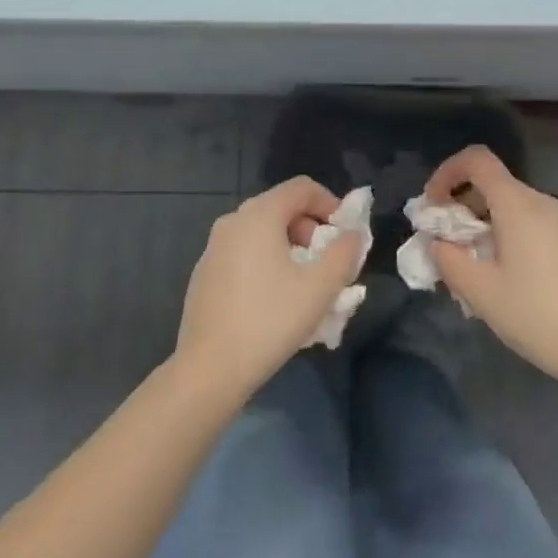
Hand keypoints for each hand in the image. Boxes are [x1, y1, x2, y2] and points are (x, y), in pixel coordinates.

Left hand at [175, 176, 362, 401]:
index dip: (330, 203)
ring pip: (262, 233)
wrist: (208, 370)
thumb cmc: (269, 321)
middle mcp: (233, 221)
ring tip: (305, 285)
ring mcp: (214, 247)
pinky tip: (274, 301)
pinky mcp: (204, 273)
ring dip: (290, 248)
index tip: (344, 234)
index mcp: (259, 214)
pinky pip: (244, 253)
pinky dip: (266, 263)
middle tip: (327, 263)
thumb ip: (344, 253)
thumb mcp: (320, 288)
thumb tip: (353, 235)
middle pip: (282, 208)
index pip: (302, 187)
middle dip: (311, 230)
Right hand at [424, 146, 557, 392]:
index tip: (432, 206)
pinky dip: (504, 234)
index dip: (447, 172)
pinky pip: (528, 223)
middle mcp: (540, 203)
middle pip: (492, 183)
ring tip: (470, 266)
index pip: (477, 159)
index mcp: (517, 204)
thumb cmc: (538, 316)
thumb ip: (448, 260)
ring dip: (481, 224)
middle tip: (445, 244)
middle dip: (460, 205)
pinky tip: (502, 277)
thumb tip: (437, 242)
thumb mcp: (481, 292)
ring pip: (509, 206)